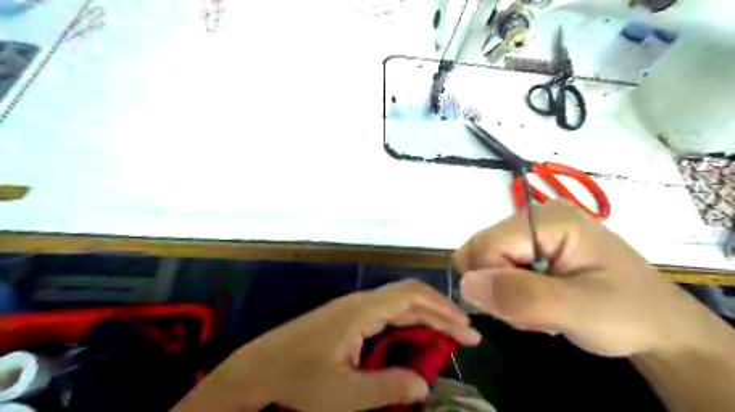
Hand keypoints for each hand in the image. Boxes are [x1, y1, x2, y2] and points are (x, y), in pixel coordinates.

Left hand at [173, 280, 482, 411]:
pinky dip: (409, 320)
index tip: (468, 332)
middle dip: (441, 311)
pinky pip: (387, 311)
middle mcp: (361, 301)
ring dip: (426, 314)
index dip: (443, 312)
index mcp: (363, 311)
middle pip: (409, 295)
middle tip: (466, 335)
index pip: (413, 299)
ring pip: (399, 301)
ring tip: (448, 335)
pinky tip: (415, 337)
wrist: (259, 366)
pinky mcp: (349, 315)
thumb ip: (387, 388)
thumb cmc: (299, 379)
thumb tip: (424, 384)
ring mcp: (354, 306)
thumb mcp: (343, 395)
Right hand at [455, 200, 718, 356]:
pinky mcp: (531, 245)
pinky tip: (536, 302)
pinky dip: (507, 291)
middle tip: (531, 312)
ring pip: (484, 261)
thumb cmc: (628, 315)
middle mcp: (533, 215)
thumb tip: (466, 285)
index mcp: (547, 218)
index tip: (521, 311)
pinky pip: (495, 266)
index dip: (492, 282)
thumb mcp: (580, 310)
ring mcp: (531, 230)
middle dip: (496, 288)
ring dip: (502, 293)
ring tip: (538, 310)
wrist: (659, 326)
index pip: (485, 245)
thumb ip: (522, 296)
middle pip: (480, 250)